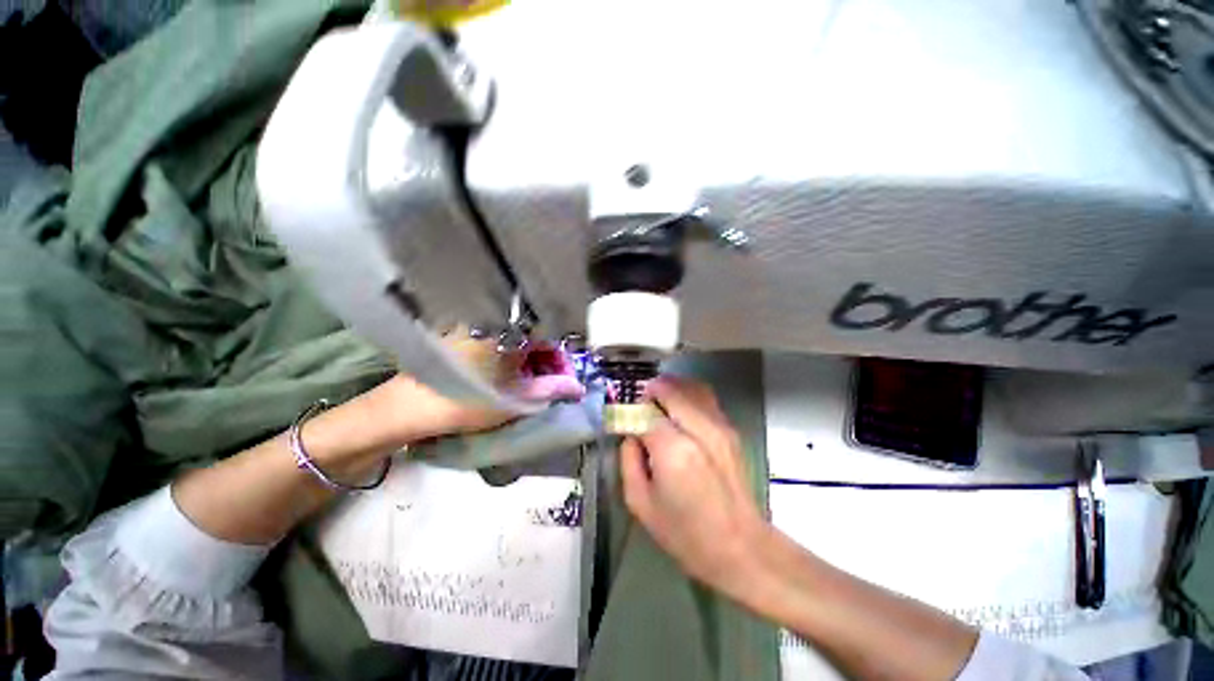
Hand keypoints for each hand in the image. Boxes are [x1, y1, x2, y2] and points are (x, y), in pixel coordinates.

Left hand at [361, 332, 585, 448]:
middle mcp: (494, 322)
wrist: (406, 408)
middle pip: (534, 335)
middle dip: (545, 360)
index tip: (562, 381)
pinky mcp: (461, 333)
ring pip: (515, 338)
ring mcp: (476, 326)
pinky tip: (504, 373)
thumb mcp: (516, 400)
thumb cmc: (466, 403)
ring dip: (527, 357)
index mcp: (510, 333)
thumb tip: (577, 387)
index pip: (551, 337)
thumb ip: (551, 390)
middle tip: (546, 384)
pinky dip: (508, 354)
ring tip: (526, 382)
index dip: (560, 360)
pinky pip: (496, 339)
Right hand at [619, 377, 769, 597]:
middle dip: (649, 391)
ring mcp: (719, 426)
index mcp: (673, 450)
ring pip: (690, 387)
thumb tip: (630, 434)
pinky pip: (706, 397)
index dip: (629, 412)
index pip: (644, 413)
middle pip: (669, 390)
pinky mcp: (730, 430)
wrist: (741, 546)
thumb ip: (628, 460)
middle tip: (637, 401)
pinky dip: (687, 393)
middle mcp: (698, 429)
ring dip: (669, 387)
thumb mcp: (640, 503)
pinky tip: (678, 406)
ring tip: (656, 397)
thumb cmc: (685, 533)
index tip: (620, 416)